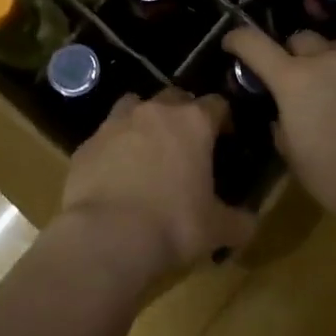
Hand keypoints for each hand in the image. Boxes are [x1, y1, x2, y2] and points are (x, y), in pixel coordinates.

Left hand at [59, 90, 256, 281]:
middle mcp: (153, 112)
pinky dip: (114, 148)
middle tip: (188, 144)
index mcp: (193, 123)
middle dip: (183, 114)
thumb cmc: (173, 225)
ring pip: (134, 106)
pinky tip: (116, 174)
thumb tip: (248, 223)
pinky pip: (105, 137)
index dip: (224, 119)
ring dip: (144, 121)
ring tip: (148, 150)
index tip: (226, 138)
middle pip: (174, 98)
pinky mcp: (86, 145)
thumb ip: (238, 221)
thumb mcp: (217, 229)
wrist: (106, 236)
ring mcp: (115, 124)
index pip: (217, 104)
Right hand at [223, 27, 335, 255]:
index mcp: (293, 81)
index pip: (255, 45)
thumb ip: (283, 128)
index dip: (238, 40)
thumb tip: (283, 117)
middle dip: (291, 55)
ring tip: (333, 78)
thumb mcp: (297, 159)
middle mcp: (326, 59)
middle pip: (299, 39)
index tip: (232, 42)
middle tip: (294, 78)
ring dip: (328, 55)